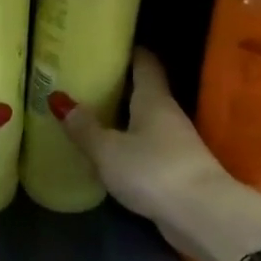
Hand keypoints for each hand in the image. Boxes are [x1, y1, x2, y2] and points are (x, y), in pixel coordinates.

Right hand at [55, 49, 260, 260]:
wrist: (203, 216)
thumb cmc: (153, 170)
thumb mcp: (108, 149)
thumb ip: (84, 127)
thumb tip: (58, 98)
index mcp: (153, 99)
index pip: (145, 62)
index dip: (129, 50)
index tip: (107, 44)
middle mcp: (168, 114)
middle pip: (144, 91)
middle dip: (119, 85)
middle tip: (87, 80)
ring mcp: (176, 143)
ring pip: (146, 121)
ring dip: (124, 118)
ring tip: (92, 115)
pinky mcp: (177, 170)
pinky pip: (148, 147)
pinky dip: (130, 144)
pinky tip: (110, 152)